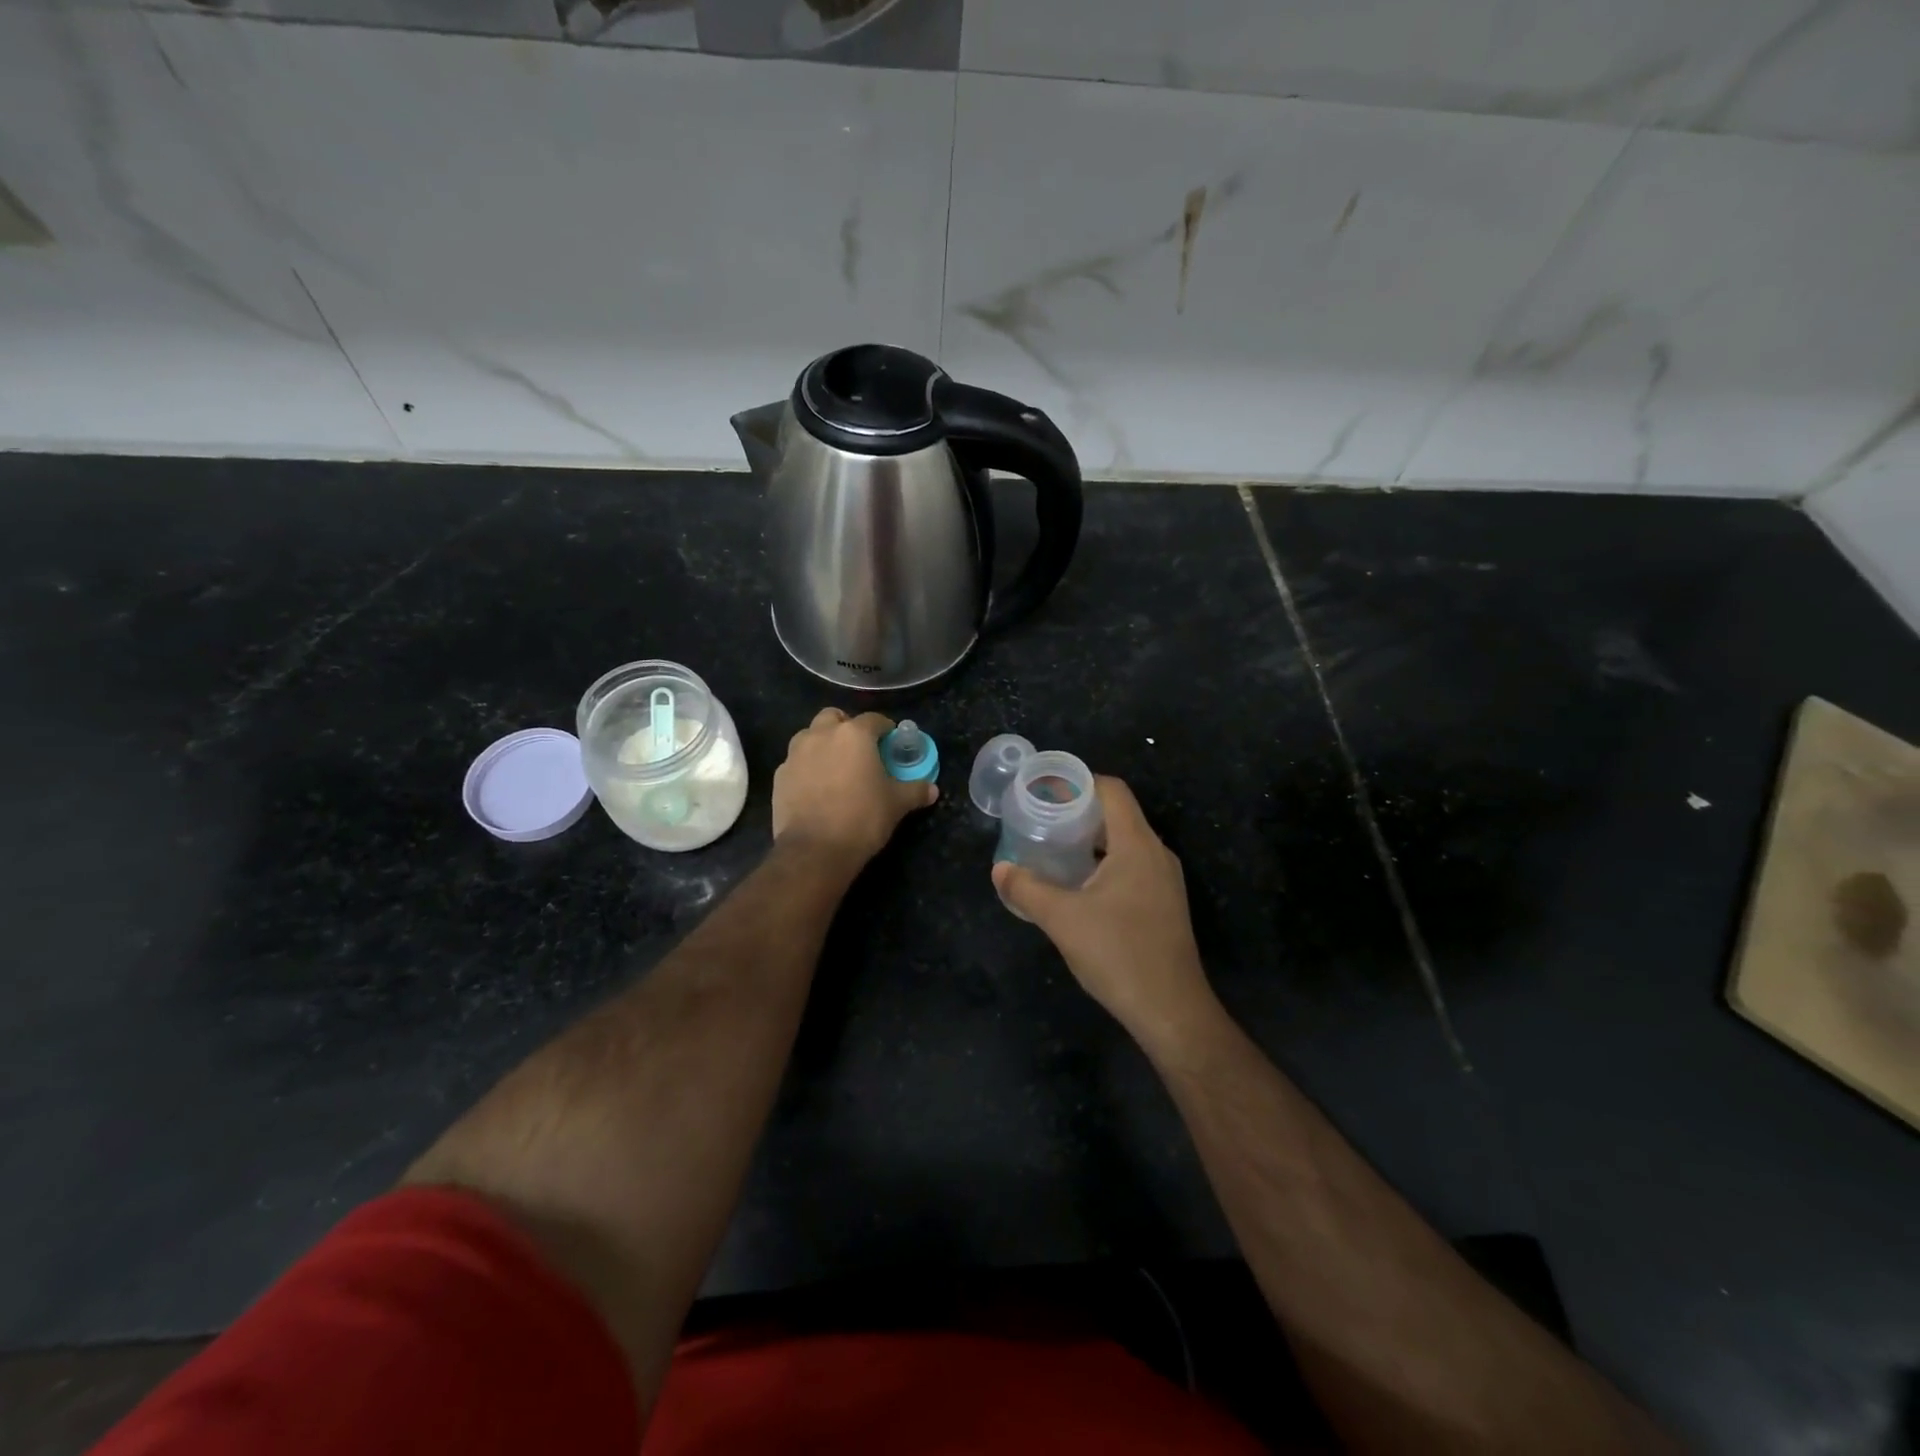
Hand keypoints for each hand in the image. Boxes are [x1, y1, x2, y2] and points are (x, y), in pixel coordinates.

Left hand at [773, 708, 937, 867]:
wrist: (814, 850)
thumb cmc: (863, 818)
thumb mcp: (897, 804)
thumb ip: (915, 791)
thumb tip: (932, 789)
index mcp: (854, 734)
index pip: (874, 719)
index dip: (885, 729)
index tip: (891, 742)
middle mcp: (822, 735)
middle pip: (834, 717)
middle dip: (847, 727)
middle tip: (859, 750)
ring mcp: (796, 753)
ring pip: (810, 735)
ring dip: (823, 743)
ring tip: (835, 767)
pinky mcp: (779, 775)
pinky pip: (796, 761)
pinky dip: (806, 767)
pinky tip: (816, 787)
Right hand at [992, 776, 1216, 1049]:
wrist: (1171, 1011)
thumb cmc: (1118, 953)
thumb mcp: (1062, 919)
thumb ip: (1027, 889)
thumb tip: (1000, 869)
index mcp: (1137, 844)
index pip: (1112, 791)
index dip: (1079, 782)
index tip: (1045, 791)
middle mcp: (1157, 854)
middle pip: (1118, 815)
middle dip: (1079, 813)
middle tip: (1041, 820)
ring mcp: (1165, 881)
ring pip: (1125, 843)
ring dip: (1091, 841)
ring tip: (1054, 850)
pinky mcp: (1165, 905)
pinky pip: (1132, 867)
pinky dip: (1104, 864)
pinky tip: (1079, 887)